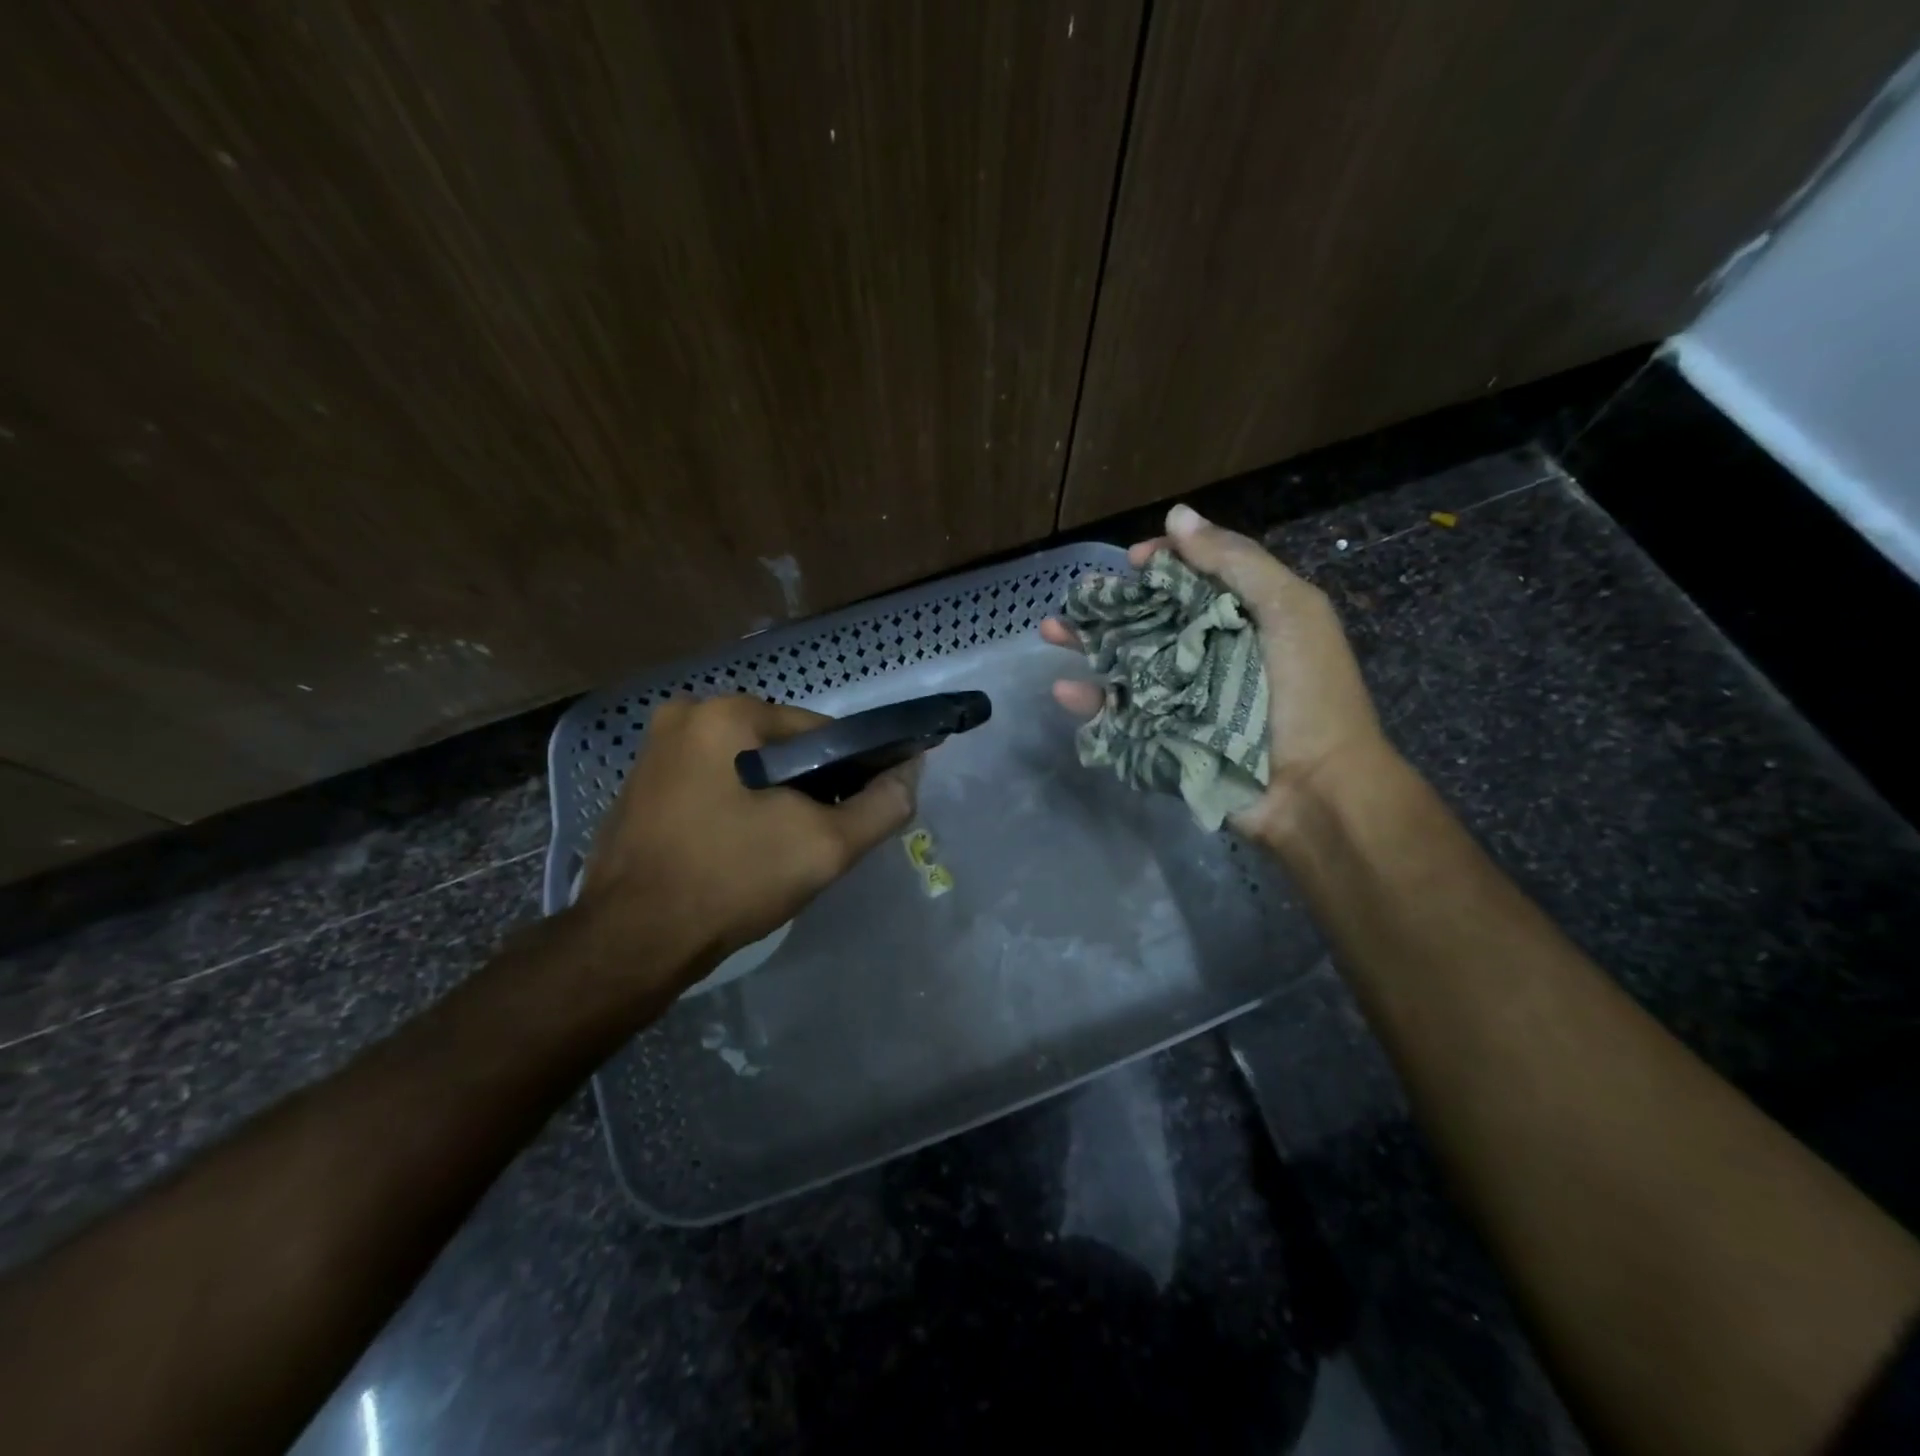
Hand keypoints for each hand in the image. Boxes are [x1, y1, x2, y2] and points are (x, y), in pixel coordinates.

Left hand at [571, 695, 918, 992]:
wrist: (632, 942)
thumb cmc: (731, 879)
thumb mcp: (824, 846)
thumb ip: (881, 806)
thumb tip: (911, 773)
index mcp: (726, 712)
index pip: (819, 732)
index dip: (847, 772)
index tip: (850, 816)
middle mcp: (685, 716)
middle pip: (779, 748)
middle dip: (805, 788)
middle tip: (811, 840)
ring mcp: (654, 751)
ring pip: (744, 768)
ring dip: (770, 800)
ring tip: (776, 851)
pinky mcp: (639, 787)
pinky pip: (710, 785)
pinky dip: (733, 808)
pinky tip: (736, 850)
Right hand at [1042, 503, 1390, 849]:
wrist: (1315, 790)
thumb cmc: (1309, 692)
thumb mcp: (1289, 611)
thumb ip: (1236, 561)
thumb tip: (1176, 515)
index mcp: (1243, 616)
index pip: (1194, 577)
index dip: (1162, 563)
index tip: (1132, 560)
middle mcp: (1209, 652)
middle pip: (1151, 618)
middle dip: (1111, 603)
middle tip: (1075, 595)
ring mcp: (1182, 697)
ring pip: (1127, 662)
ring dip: (1088, 645)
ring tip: (1050, 631)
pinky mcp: (1163, 737)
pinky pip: (1120, 715)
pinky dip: (1091, 704)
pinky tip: (1064, 690)